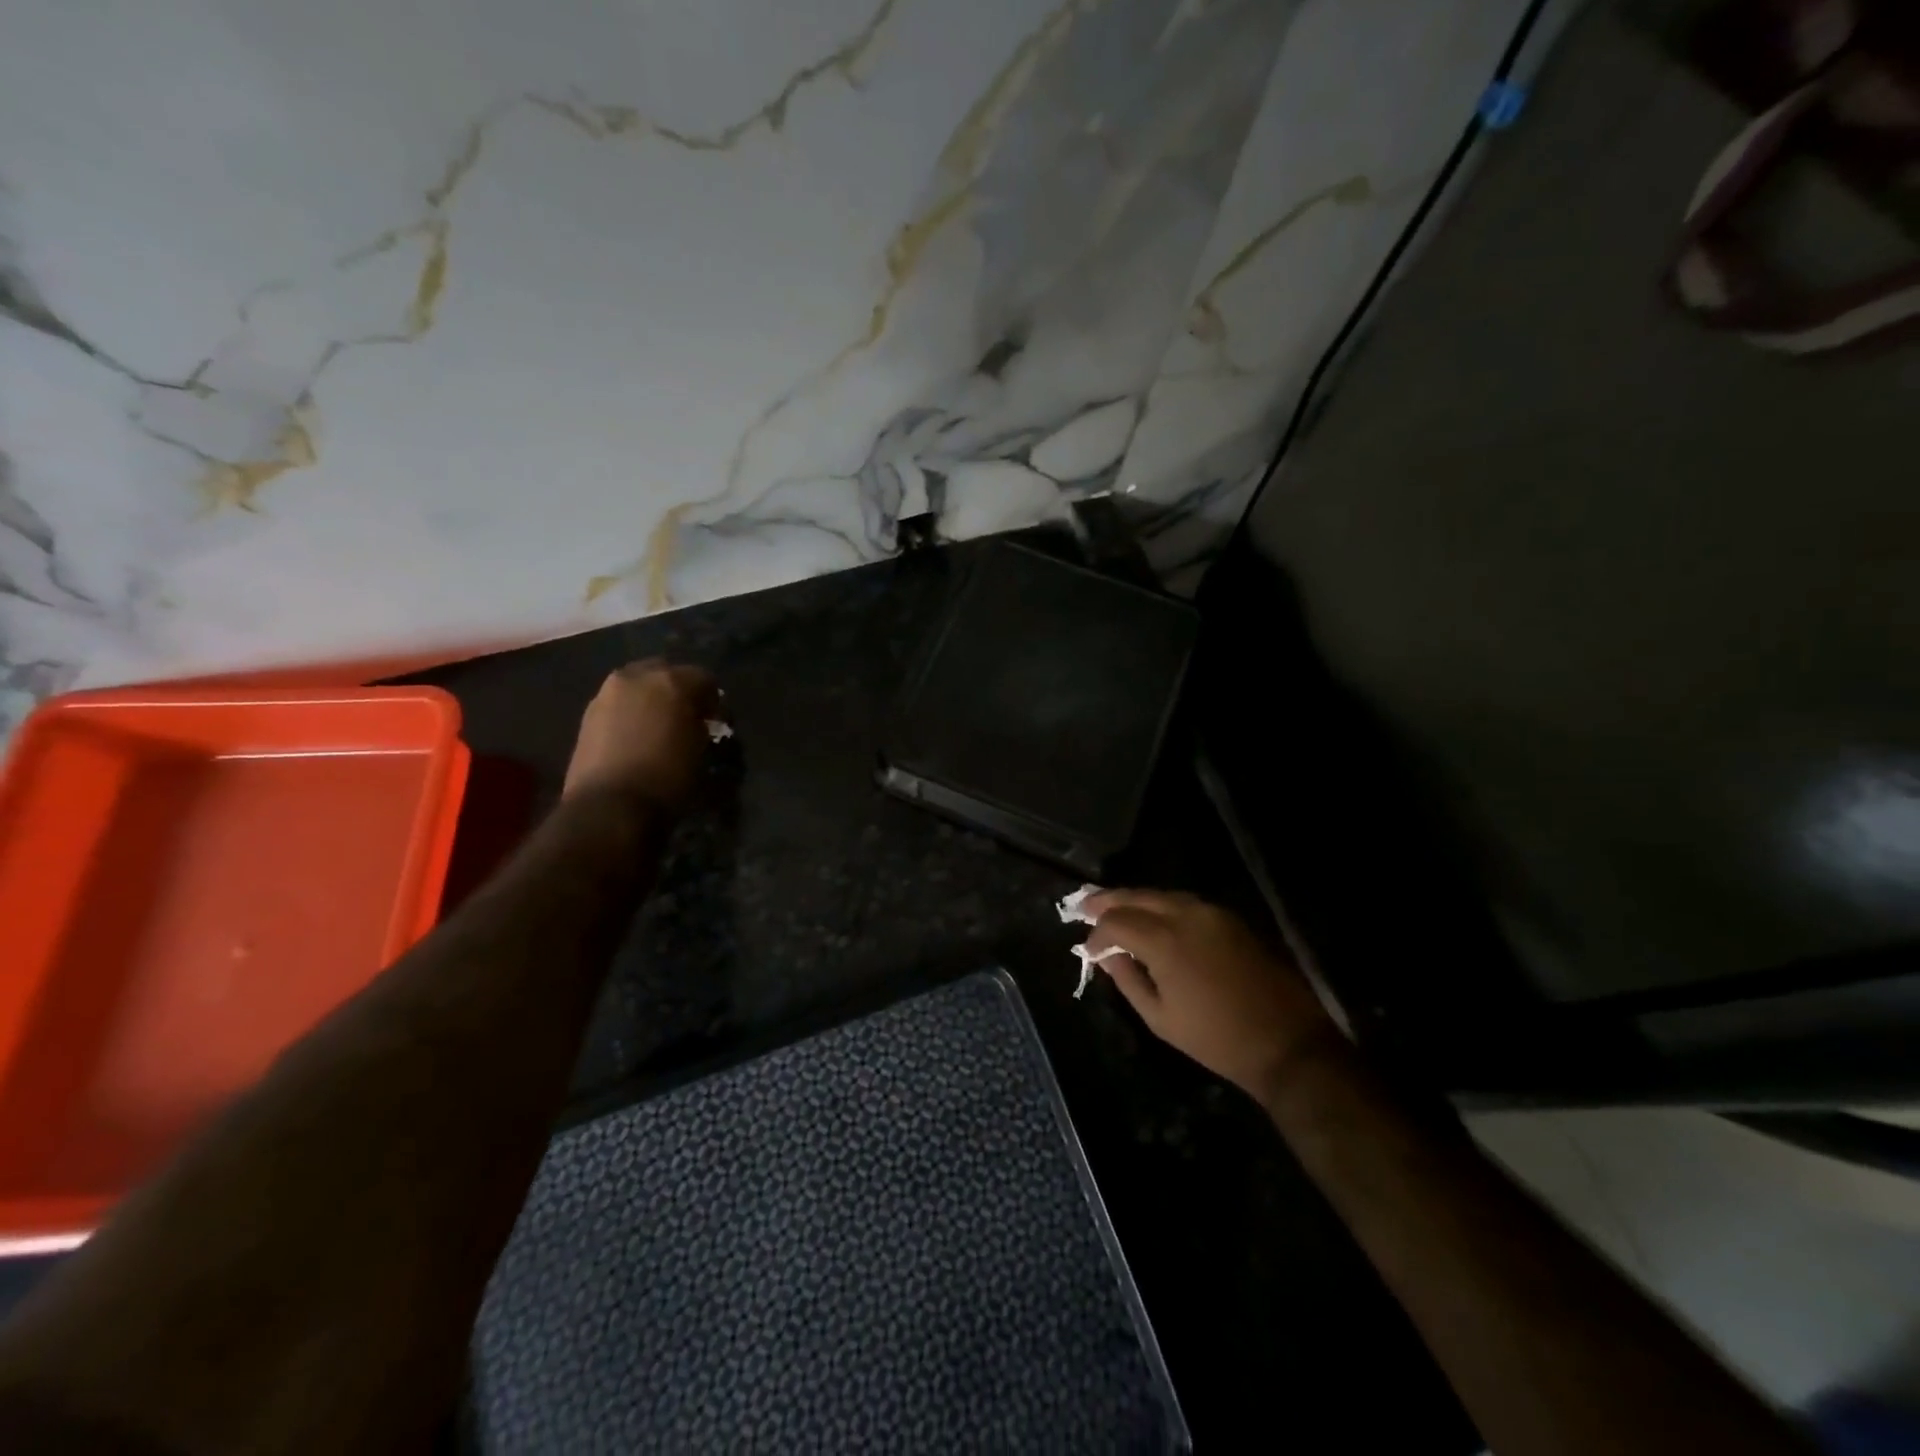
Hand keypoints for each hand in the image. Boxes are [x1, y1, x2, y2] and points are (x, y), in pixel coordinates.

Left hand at [562, 659, 722, 810]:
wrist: (610, 807)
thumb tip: (699, 722)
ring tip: (660, 728)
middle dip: (679, 691)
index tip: (716, 721)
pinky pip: (619, 704)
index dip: (714, 701)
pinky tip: (637, 738)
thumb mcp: (702, 753)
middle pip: (666, 672)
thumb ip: (703, 727)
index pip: (704, 678)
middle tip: (688, 718)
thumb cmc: (668, 779)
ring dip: (652, 700)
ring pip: (638, 686)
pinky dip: (631, 713)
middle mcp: (637, 677)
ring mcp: (607, 694)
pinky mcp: (588, 714)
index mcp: (672, 681)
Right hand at [1083, 890, 1342, 1103]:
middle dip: (1109, 901)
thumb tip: (1108, 956)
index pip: (1116, 921)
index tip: (1089, 950)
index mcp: (1165, 941)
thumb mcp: (1160, 1018)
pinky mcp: (1231, 919)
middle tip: (1086, 905)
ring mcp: (1213, 913)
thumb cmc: (1216, 1039)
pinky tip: (1153, 917)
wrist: (1287, 1043)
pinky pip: (1186, 903)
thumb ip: (1128, 980)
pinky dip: (1162, 905)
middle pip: (1137, 896)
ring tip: (1115, 908)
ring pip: (1163, 895)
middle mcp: (1187, 915)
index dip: (1097, 933)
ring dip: (1136, 900)